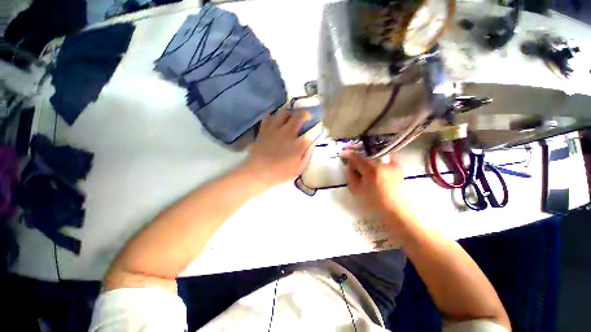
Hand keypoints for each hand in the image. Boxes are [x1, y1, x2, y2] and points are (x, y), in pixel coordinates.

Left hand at [244, 110, 319, 186]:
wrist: (258, 173)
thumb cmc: (281, 173)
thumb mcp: (299, 168)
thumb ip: (308, 154)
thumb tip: (313, 142)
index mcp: (299, 144)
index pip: (312, 130)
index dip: (317, 126)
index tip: (318, 126)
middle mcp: (288, 133)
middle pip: (299, 116)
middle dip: (306, 114)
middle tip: (306, 117)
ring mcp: (275, 130)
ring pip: (284, 112)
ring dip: (290, 113)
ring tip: (291, 117)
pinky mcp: (264, 130)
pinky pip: (268, 117)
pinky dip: (273, 116)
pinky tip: (275, 120)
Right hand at [345, 152, 416, 232]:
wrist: (397, 212)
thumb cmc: (374, 203)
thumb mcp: (356, 191)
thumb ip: (350, 176)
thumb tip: (349, 166)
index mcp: (370, 169)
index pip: (356, 157)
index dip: (348, 155)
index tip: (343, 154)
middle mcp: (382, 164)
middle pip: (366, 157)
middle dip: (358, 161)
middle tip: (354, 168)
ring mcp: (392, 166)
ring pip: (376, 158)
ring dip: (368, 162)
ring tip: (366, 170)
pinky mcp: (398, 169)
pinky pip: (389, 158)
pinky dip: (382, 159)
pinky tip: (379, 164)